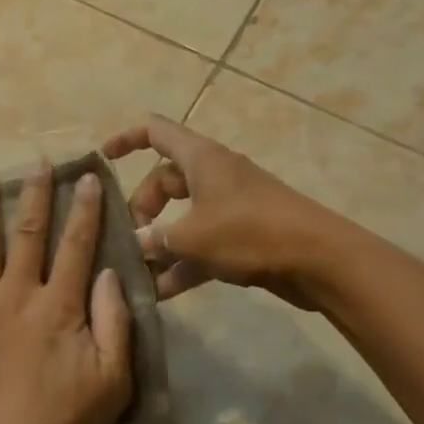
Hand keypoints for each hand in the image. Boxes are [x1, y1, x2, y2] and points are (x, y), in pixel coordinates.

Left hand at [0, 164, 132, 423]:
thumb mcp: (112, 382)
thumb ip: (114, 323)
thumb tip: (109, 273)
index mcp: (58, 306)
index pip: (76, 245)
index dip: (83, 209)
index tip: (85, 177)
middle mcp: (17, 294)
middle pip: (28, 233)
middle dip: (35, 194)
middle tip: (37, 163)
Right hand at [103, 116, 347, 305]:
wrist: (320, 260)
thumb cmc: (250, 232)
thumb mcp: (192, 236)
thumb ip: (157, 240)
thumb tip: (135, 245)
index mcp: (200, 158)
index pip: (154, 131)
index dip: (126, 139)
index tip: (103, 158)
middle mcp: (213, 174)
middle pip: (164, 180)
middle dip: (142, 207)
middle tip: (130, 238)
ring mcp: (230, 205)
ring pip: (182, 216)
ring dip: (161, 242)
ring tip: (138, 271)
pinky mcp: (244, 235)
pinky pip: (203, 243)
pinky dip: (184, 262)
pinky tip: (163, 292)